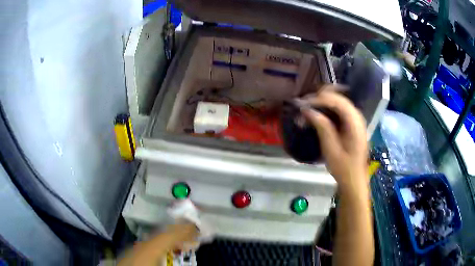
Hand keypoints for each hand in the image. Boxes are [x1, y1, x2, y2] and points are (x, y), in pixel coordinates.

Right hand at [300, 86, 367, 191]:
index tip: (303, 105)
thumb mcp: (331, 149)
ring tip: (306, 111)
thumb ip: (322, 126)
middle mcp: (357, 116)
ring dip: (321, 104)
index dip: (319, 99)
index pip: (337, 101)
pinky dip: (326, 110)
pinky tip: (316, 116)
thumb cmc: (344, 168)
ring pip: (336, 102)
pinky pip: (337, 110)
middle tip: (303, 106)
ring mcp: (355, 118)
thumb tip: (307, 109)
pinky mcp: (351, 123)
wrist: (354, 179)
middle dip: (319, 99)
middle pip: (337, 97)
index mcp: (355, 122)